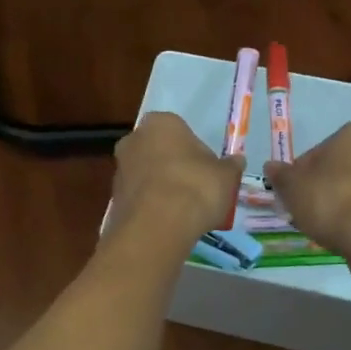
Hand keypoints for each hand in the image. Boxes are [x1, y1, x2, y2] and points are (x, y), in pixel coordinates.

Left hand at [108, 112, 242, 245]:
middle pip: (158, 150)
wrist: (158, 226)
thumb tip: (237, 161)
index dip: (194, 149)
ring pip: (146, 174)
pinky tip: (167, 222)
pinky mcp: (113, 198)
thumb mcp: (225, 176)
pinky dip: (151, 206)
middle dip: (173, 165)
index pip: (179, 129)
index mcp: (160, 123)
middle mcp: (134, 139)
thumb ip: (230, 166)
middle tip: (194, 187)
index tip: (206, 169)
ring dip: (160, 186)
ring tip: (182, 210)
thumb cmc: (195, 187)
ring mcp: (120, 169)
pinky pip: (139, 197)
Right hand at [265, 122, 350, 289]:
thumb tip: (272, 167)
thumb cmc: (331, 200)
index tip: (294, 193)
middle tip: (307, 208)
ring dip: (342, 200)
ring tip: (324, 223)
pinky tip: (344, 231)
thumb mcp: (292, 187)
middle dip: (325, 184)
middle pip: (341, 166)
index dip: (301, 173)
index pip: (319, 150)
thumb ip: (280, 175)